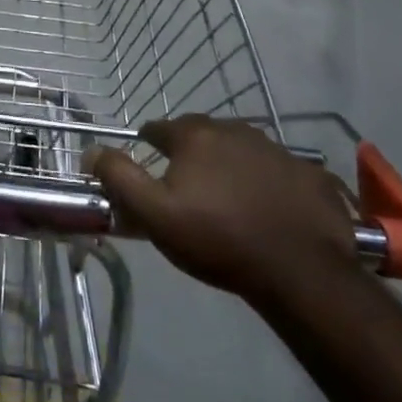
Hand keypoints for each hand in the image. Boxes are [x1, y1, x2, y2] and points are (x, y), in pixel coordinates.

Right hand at [90, 117, 359, 310]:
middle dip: (189, 155)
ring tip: (228, 201)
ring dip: (229, 165)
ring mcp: (277, 149)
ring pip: (240, 149)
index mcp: (195, 136)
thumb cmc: (218, 239)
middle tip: (186, 190)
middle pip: (200, 135)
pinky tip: (268, 210)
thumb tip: (92, 150)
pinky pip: (278, 171)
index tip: (149, 173)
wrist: (301, 271)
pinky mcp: (309, 173)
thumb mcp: (154, 214)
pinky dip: (267, 183)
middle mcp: (235, 130)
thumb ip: (118, 177)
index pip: (158, 129)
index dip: (148, 148)